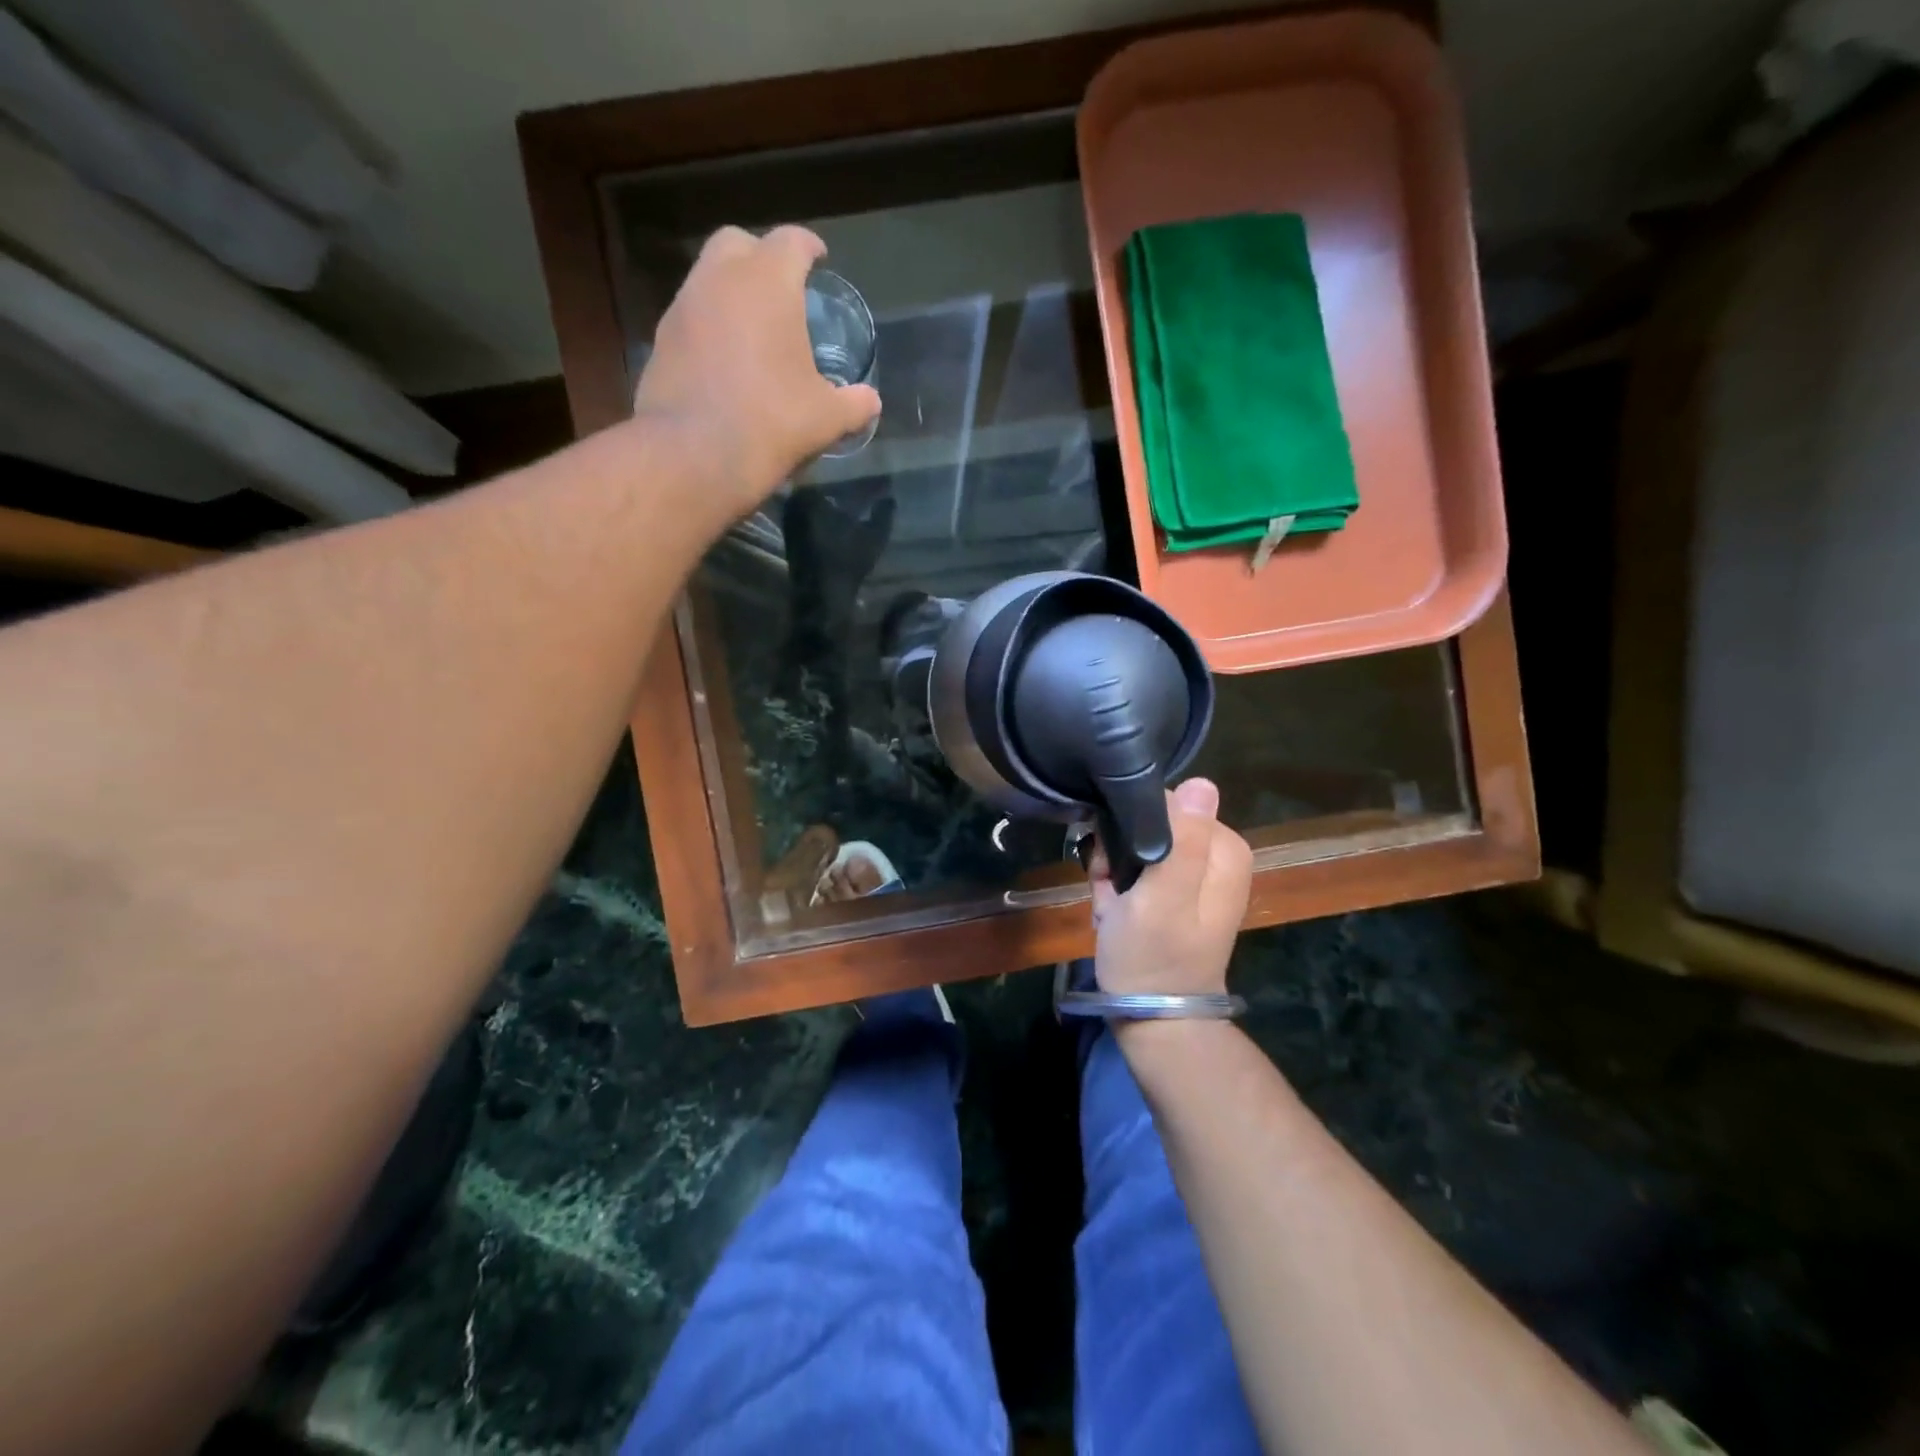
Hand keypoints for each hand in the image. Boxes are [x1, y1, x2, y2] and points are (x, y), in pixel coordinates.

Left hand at [633, 226, 880, 521]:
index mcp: (768, 283)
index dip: (809, 247)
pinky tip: (726, 360)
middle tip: (781, 287)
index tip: (819, 259)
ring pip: (709, 278)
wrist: (693, 454)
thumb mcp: (826, 418)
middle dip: (761, 256)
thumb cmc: (771, 421)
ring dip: (732, 292)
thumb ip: (853, 404)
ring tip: (754, 328)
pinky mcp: (661, 339)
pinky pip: (692, 317)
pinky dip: (710, 325)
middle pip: (739, 243)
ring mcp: (684, 306)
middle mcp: (720, 279)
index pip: (791, 241)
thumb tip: (870, 402)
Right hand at [1090, 778, 1252, 996]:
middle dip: (1121, 850)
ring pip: (1135, 842)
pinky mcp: (1169, 890)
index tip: (1118, 860)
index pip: (1169, 802)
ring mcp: (1189, 873)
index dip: (1134, 826)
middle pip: (1151, 821)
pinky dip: (1114, 883)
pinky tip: (1110, 908)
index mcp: (1223, 848)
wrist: (1150, 1017)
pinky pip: (1134, 865)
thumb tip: (1203, 782)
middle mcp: (1212, 854)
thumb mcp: (1166, 896)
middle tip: (1112, 885)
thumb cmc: (1156, 956)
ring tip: (1111, 902)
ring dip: (1112, 868)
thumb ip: (1184, 840)